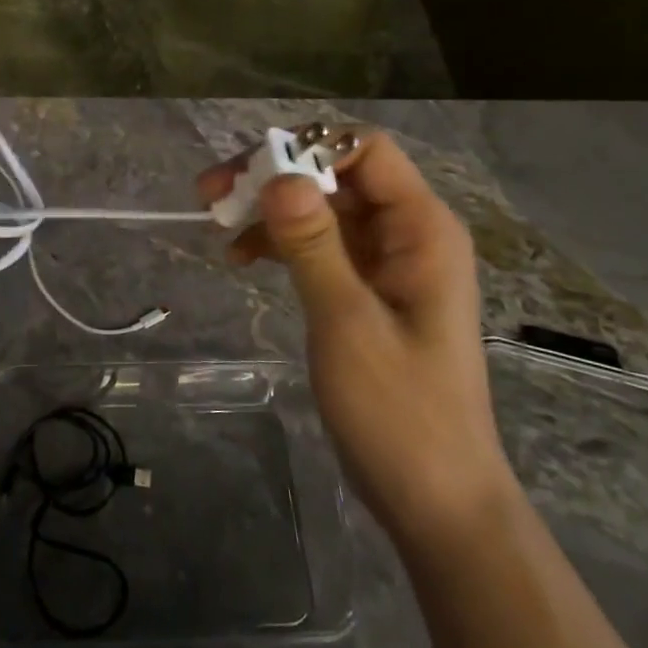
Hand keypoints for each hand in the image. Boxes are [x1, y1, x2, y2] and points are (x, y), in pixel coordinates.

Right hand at [198, 131, 512, 544]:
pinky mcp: (368, 289)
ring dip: (271, 208)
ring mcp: (388, 261)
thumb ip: (312, 243)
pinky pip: (321, 244)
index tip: (248, 171)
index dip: (306, 147)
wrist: (435, 500)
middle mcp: (408, 232)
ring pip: (323, 208)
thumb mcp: (347, 322)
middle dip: (275, 175)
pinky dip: (281, 242)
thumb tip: (276, 174)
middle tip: (212, 192)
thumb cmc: (399, 412)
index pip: (365, 151)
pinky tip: (241, 256)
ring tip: (216, 220)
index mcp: (422, 228)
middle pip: (337, 174)